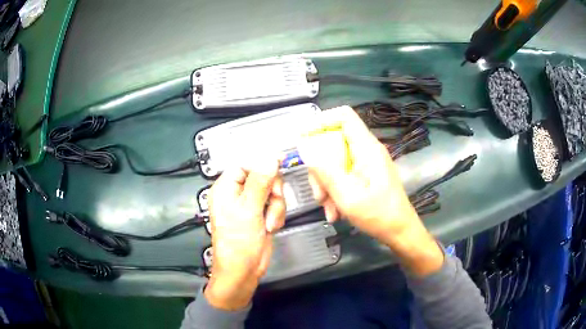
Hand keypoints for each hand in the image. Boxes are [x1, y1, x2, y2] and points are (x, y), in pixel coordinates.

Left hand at [204, 158, 285, 309]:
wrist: (243, 270)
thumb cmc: (238, 242)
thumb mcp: (249, 209)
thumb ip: (260, 182)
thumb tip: (268, 158)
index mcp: (226, 188)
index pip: (246, 164)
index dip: (262, 165)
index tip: (277, 167)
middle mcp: (237, 194)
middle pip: (263, 176)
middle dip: (272, 190)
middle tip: (273, 201)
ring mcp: (250, 205)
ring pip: (272, 191)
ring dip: (276, 206)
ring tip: (268, 221)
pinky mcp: (261, 215)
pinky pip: (275, 205)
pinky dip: (276, 215)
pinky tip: (269, 226)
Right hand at [300, 106, 442, 275]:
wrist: (399, 231)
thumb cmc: (378, 215)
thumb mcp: (348, 196)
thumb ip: (326, 172)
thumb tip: (307, 150)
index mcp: (366, 148)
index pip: (344, 116)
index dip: (322, 121)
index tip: (304, 139)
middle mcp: (366, 150)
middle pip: (334, 144)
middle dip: (320, 169)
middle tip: (318, 194)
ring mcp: (366, 163)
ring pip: (335, 162)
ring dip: (327, 185)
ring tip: (328, 209)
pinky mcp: (366, 175)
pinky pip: (343, 175)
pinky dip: (335, 192)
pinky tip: (335, 212)